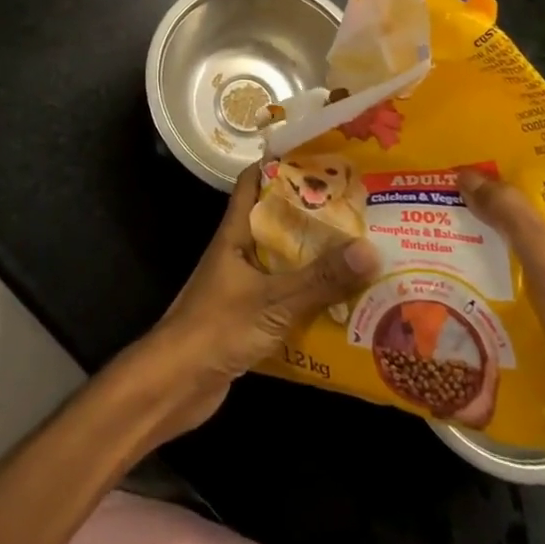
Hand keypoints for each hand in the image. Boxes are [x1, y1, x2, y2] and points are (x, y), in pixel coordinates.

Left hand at [123, 163, 379, 441]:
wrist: (174, 386)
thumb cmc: (216, 328)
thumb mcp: (274, 301)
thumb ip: (320, 279)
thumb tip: (370, 250)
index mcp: (236, 233)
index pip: (253, 181)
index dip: (281, 164)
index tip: (320, 157)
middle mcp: (239, 252)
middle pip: (277, 222)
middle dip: (313, 215)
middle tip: (357, 209)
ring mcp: (242, 286)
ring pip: (283, 262)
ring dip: (315, 260)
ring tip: (360, 253)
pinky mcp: (248, 318)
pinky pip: (285, 298)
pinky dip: (309, 299)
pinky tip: (342, 306)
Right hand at [458, 170, 544, 476]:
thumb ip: (509, 212)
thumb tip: (466, 172)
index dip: (512, 185)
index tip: (468, 177)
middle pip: (537, 232)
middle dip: (494, 224)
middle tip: (446, 209)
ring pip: (528, 269)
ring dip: (493, 262)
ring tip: (443, 244)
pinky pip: (527, 302)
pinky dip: (500, 296)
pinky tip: (463, 288)